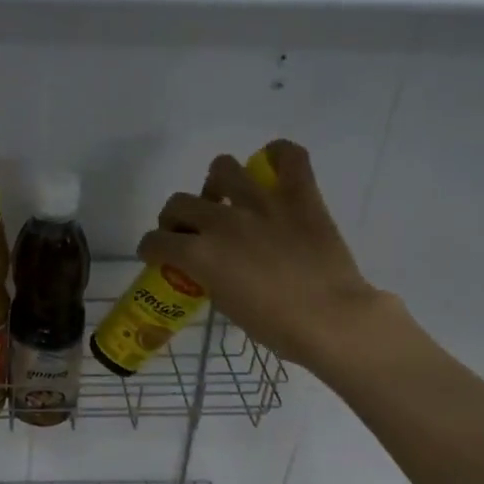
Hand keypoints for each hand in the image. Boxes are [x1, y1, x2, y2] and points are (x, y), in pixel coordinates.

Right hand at [137, 139, 382, 374]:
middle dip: (176, 219)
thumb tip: (211, 266)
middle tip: (191, 232)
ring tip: (228, 200)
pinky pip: (289, 156)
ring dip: (217, 184)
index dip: (151, 248)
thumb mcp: (227, 306)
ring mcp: (262, 203)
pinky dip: (278, 156)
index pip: (156, 241)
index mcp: (201, 254)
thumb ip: (210, 277)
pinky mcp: (299, 196)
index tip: (157, 254)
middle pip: (179, 203)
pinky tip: (272, 170)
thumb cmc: (277, 327)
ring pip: (222, 168)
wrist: (332, 320)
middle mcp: (223, 221)